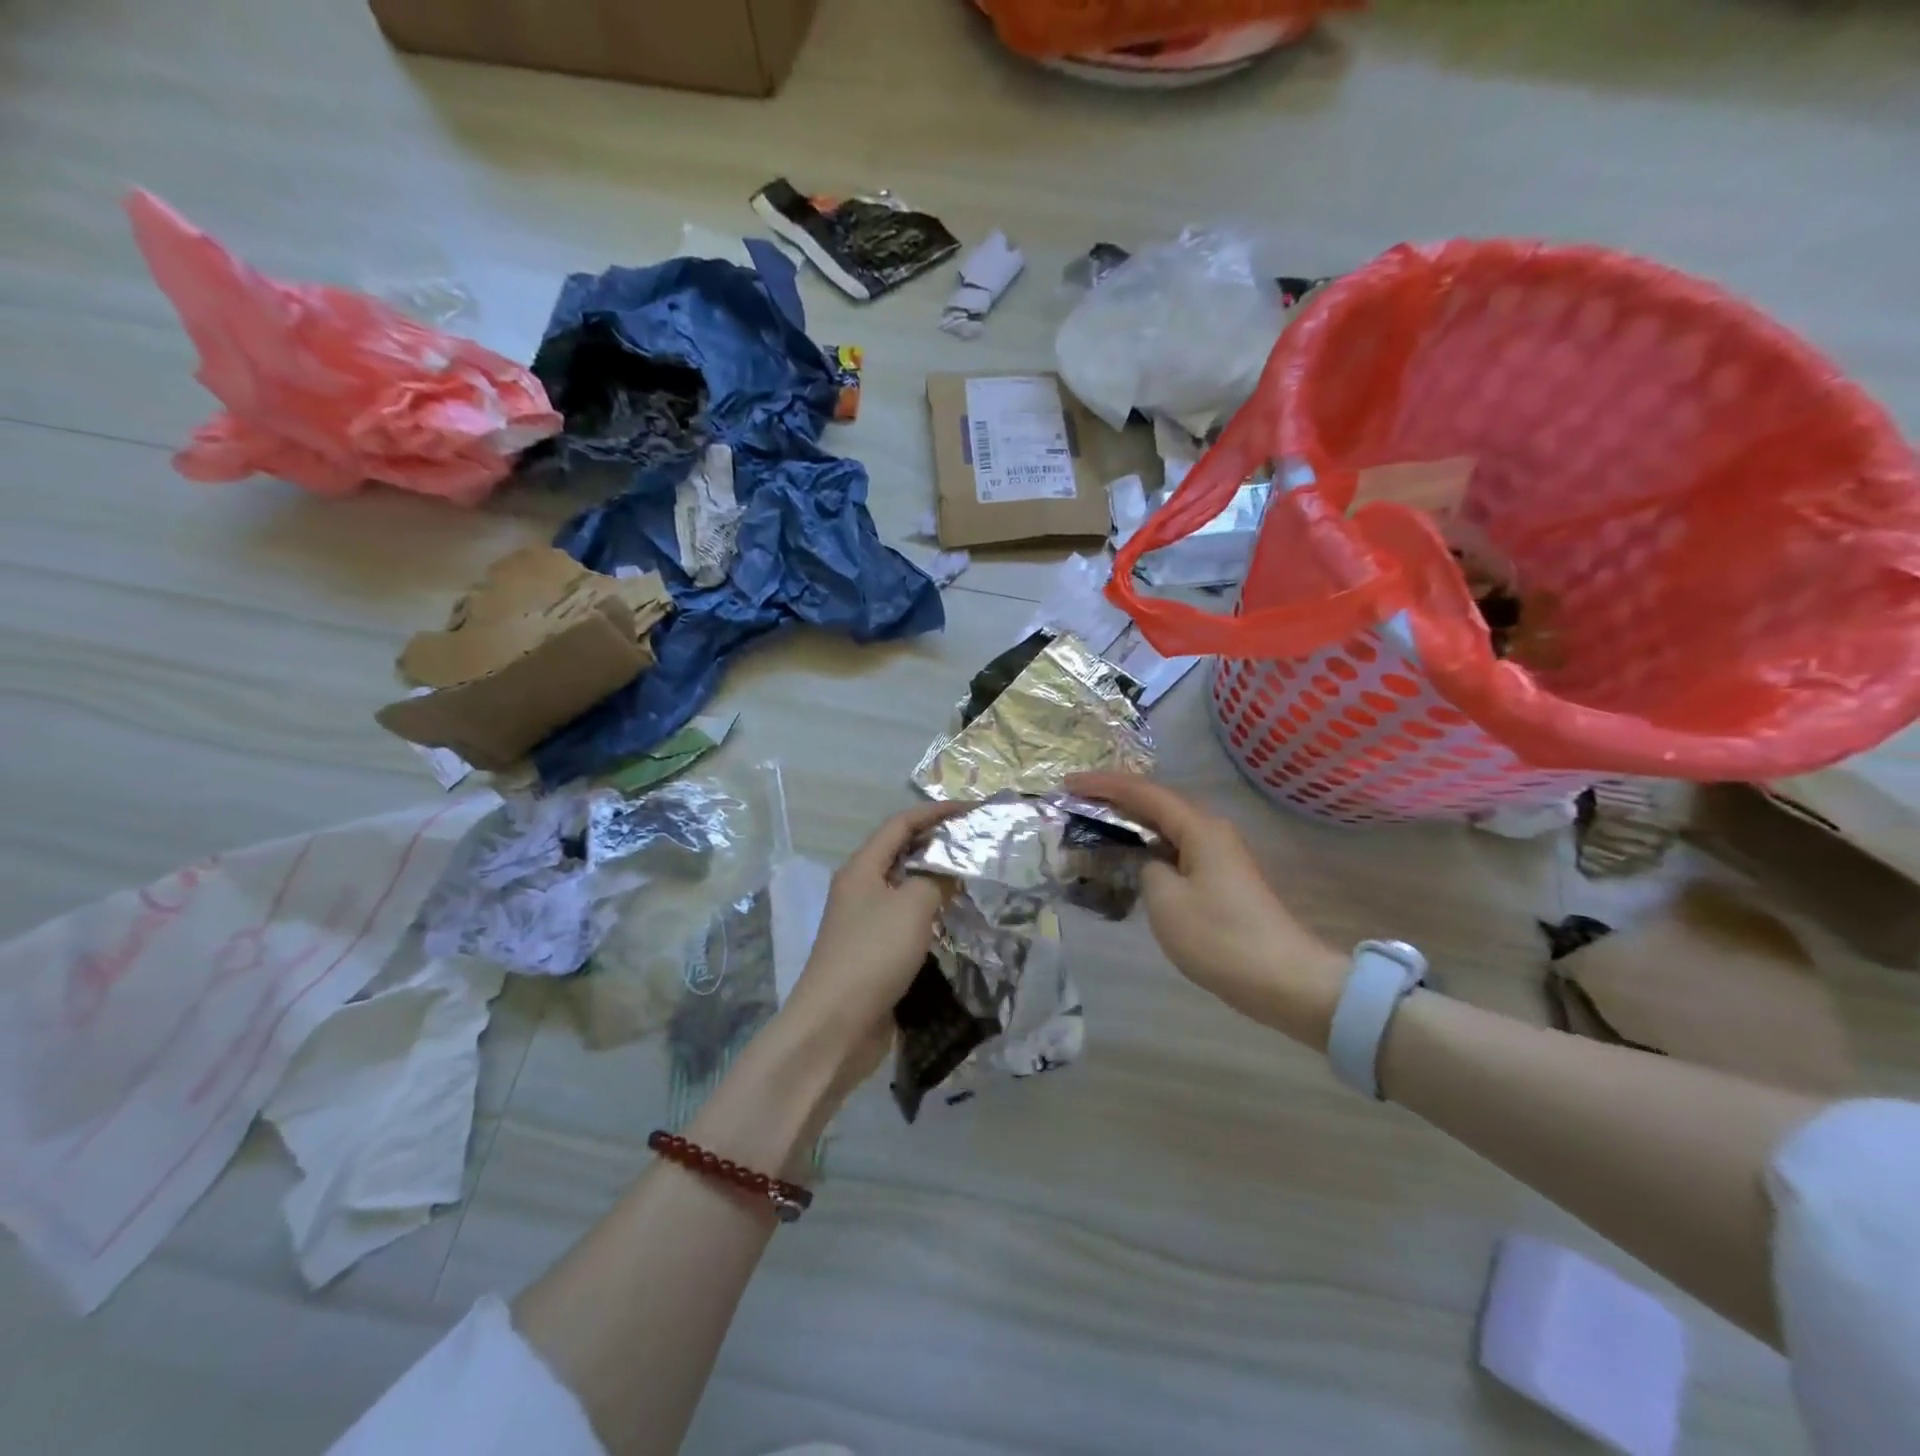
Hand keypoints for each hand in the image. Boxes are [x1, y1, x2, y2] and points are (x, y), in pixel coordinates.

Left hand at [771, 801, 960, 1091]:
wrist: (835, 1027)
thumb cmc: (872, 955)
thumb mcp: (912, 907)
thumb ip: (936, 879)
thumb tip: (951, 868)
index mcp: (861, 868)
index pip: (900, 824)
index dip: (935, 812)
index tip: (971, 811)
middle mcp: (860, 889)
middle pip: (901, 853)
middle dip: (938, 844)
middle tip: (977, 844)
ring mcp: (865, 923)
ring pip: (905, 889)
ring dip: (936, 880)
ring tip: (974, 879)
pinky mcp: (873, 953)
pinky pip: (906, 920)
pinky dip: (930, 913)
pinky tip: (955, 921)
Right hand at [1068, 772, 1347, 1049]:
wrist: (1284, 980)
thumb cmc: (1220, 937)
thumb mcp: (1166, 901)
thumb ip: (1146, 869)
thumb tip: (1151, 863)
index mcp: (1199, 827)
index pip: (1143, 793)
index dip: (1103, 785)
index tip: (1066, 784)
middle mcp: (1211, 830)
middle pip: (1156, 802)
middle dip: (1114, 799)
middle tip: (1075, 802)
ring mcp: (1219, 854)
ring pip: (1166, 826)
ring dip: (1130, 822)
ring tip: (1094, 823)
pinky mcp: (1221, 877)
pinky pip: (1175, 847)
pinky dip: (1147, 845)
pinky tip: (1129, 857)